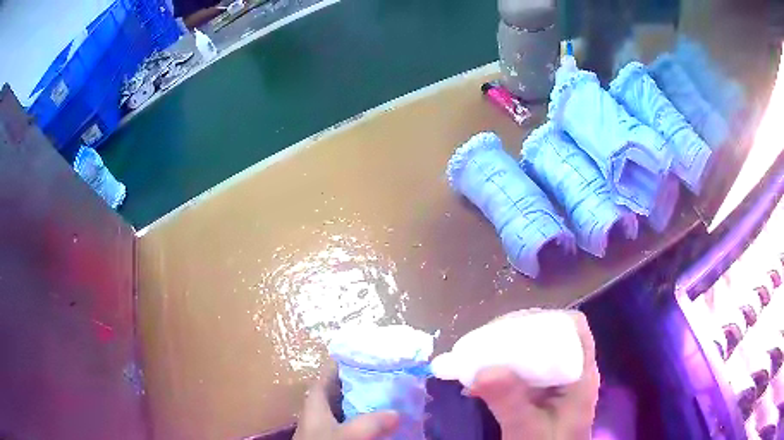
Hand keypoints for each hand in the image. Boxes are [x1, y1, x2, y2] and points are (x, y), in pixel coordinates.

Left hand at [293, 367, 399, 439]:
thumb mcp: (348, 435)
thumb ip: (372, 422)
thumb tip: (396, 413)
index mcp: (316, 402)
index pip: (327, 374)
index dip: (344, 363)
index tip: (368, 355)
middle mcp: (320, 411)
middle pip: (342, 391)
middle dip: (364, 384)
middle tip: (389, 377)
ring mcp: (328, 427)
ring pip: (349, 409)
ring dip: (369, 404)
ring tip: (392, 398)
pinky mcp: (336, 437)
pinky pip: (354, 425)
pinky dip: (368, 422)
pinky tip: (385, 424)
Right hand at [469, 310, 599, 438]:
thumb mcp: (527, 430)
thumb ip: (511, 403)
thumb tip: (483, 370)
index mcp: (581, 375)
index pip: (574, 328)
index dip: (546, 320)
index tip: (511, 328)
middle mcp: (571, 372)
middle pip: (551, 335)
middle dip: (516, 334)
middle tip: (484, 343)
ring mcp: (556, 382)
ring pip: (534, 352)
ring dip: (505, 351)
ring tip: (475, 358)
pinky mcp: (541, 393)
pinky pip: (522, 371)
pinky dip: (500, 370)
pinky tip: (477, 380)